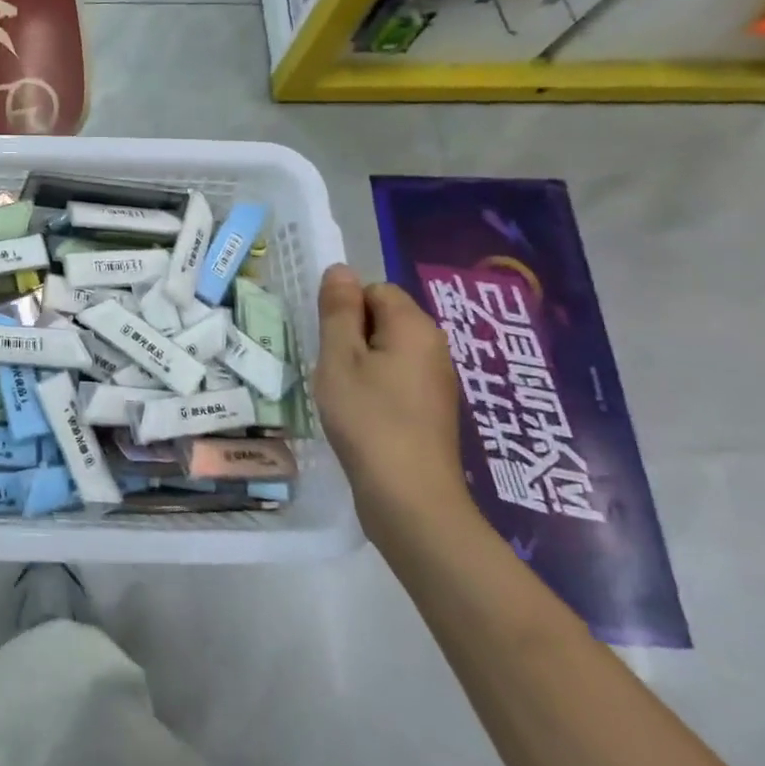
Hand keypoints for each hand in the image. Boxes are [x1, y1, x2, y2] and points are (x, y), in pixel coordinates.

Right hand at [313, 264, 472, 548]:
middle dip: (351, 336)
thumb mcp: (340, 357)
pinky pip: (396, 379)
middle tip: (331, 369)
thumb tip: (340, 270)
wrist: (409, 496)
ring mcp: (436, 382)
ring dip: (359, 364)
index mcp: (415, 327)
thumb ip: (339, 310)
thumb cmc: (368, 418)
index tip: (328, 343)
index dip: (345, 310)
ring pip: (387, 351)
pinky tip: (359, 415)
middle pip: (383, 319)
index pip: (375, 290)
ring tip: (341, 394)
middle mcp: (434, 348)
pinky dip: (374, 388)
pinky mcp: (430, 411)